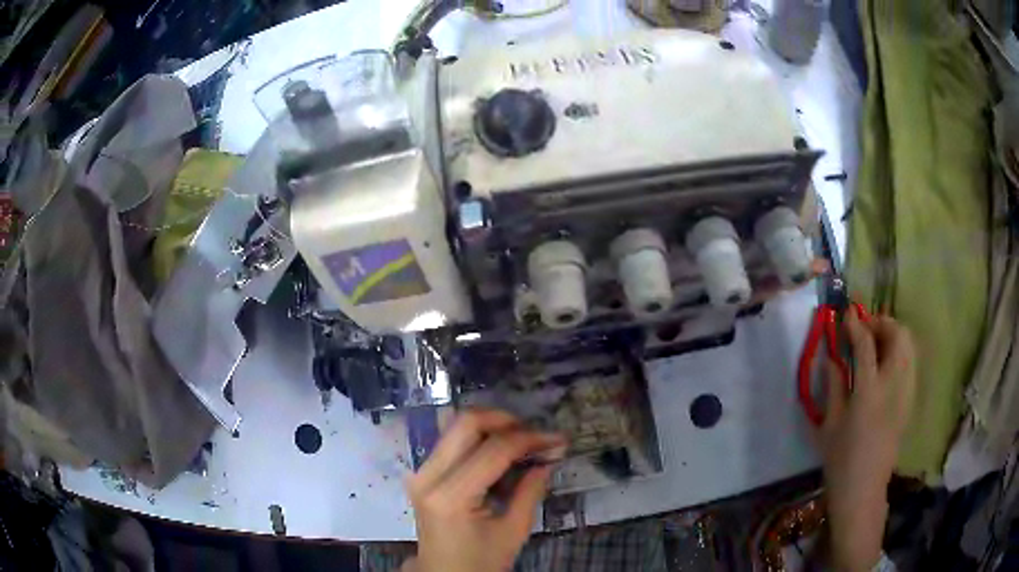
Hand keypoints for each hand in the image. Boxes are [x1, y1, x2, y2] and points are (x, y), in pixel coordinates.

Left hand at [403, 409, 566, 571]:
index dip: (529, 438)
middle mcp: (428, 476)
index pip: (493, 450)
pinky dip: (480, 439)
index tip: (557, 439)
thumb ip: (530, 491)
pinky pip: (452, 441)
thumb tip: (550, 457)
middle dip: (506, 421)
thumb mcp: (513, 531)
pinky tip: (502, 454)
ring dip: (493, 427)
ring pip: (457, 427)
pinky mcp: (422, 473)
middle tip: (536, 435)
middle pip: (466, 423)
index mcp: (451, 497)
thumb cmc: (480, 561)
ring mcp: (420, 472)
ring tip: (523, 443)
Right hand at [819, 311, 915, 571]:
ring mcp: (906, 392)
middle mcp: (894, 385)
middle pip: (898, 335)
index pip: (866, 343)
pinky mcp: (910, 400)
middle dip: (882, 323)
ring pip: (909, 345)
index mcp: (869, 391)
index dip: (856, 324)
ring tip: (876, 343)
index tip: (846, 314)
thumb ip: (833, 385)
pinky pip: (911, 362)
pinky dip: (900, 351)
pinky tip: (886, 364)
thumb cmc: (841, 460)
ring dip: (893, 335)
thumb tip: (831, 356)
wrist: (864, 490)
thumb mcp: (829, 425)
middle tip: (865, 329)